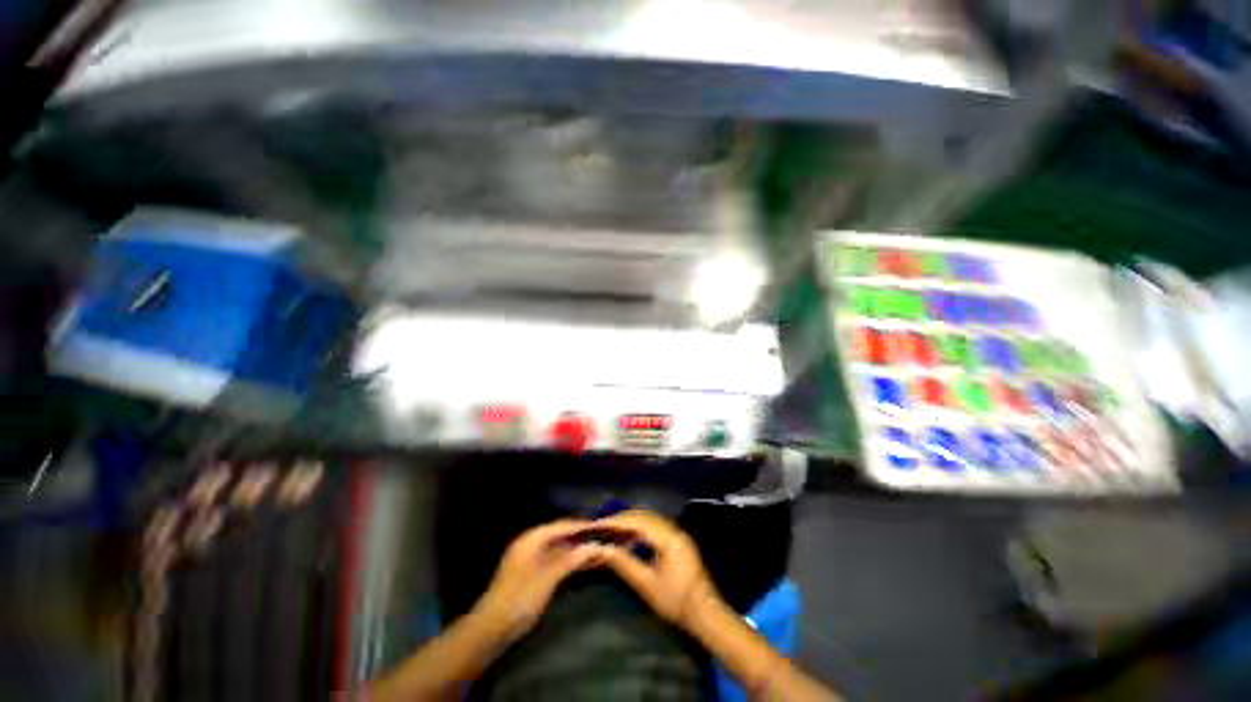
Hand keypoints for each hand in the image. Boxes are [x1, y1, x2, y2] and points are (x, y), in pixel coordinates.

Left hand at [475, 519, 603, 641]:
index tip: (602, 526)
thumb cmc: (521, 597)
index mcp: (533, 538)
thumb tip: (597, 546)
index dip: (582, 526)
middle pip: (562, 535)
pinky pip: (556, 560)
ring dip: (577, 550)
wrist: (492, 628)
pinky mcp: (533, 573)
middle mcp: (532, 543)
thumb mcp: (549, 577)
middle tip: (603, 538)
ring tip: (598, 551)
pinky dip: (569, 561)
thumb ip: (573, 559)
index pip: (563, 525)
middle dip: (581, 538)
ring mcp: (531, 558)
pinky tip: (583, 564)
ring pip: (560, 549)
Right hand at [596, 510, 720, 631]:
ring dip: (630, 521)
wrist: (705, 614)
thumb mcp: (647, 585)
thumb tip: (602, 549)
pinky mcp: (677, 540)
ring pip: (649, 518)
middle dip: (621, 518)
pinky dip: (639, 527)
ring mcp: (677, 533)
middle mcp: (673, 529)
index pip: (637, 521)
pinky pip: (654, 525)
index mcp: (668, 537)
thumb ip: (624, 564)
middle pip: (643, 515)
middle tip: (601, 525)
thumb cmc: (676, 602)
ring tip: (611, 530)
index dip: (616, 521)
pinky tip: (629, 538)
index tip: (598, 525)